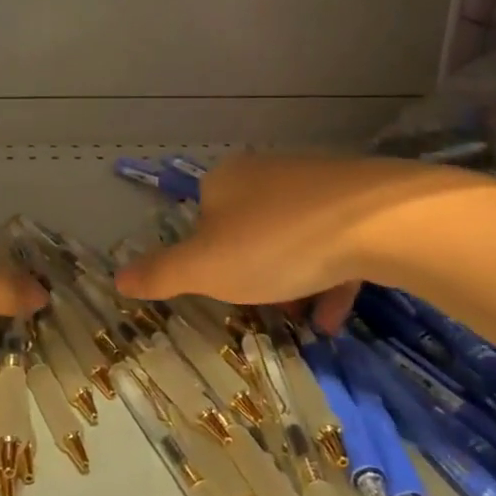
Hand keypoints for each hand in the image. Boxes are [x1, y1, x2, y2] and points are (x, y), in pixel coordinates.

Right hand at [114, 154, 488, 331]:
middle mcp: (268, 171)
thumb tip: (116, 277)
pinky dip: (330, 277)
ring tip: (305, 323)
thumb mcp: (204, 268)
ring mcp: (318, 182)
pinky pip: (336, 241)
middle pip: (249, 228)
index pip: (203, 216)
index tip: (224, 289)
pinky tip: (335, 315)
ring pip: (295, 237)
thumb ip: (160, 273)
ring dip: (294, 282)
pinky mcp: (362, 198)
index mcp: (225, 180)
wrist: (379, 222)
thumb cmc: (275, 244)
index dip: (208, 257)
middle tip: (264, 309)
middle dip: (254, 273)